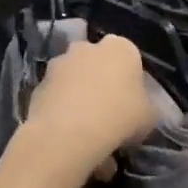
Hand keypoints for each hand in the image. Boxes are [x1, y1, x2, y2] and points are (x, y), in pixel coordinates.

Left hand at [22, 36, 158, 175]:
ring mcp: (59, 64)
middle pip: (98, 66)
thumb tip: (140, 112)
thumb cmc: (120, 116)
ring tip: (88, 135)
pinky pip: (57, 99)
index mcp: (120, 48)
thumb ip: (146, 108)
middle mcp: (87, 47)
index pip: (130, 58)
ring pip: (75, 82)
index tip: (132, 105)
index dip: (131, 83)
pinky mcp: (38, 85)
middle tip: (109, 116)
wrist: (69, 132)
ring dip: (80, 101)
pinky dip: (63, 114)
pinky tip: (70, 140)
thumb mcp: (149, 117)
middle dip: (102, 85)